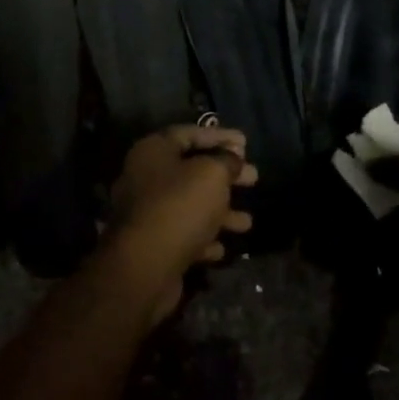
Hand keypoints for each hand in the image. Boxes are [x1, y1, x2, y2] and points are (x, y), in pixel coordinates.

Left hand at [105, 125, 257, 320]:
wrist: (145, 265)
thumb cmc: (180, 207)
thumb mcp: (211, 174)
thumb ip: (226, 161)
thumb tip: (232, 159)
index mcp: (152, 152)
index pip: (188, 134)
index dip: (219, 136)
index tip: (246, 142)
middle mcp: (144, 178)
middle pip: (191, 171)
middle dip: (225, 176)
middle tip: (253, 179)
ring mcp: (146, 214)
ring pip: (190, 206)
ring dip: (220, 213)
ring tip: (247, 222)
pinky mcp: (152, 244)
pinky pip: (183, 235)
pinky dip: (204, 239)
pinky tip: (222, 248)